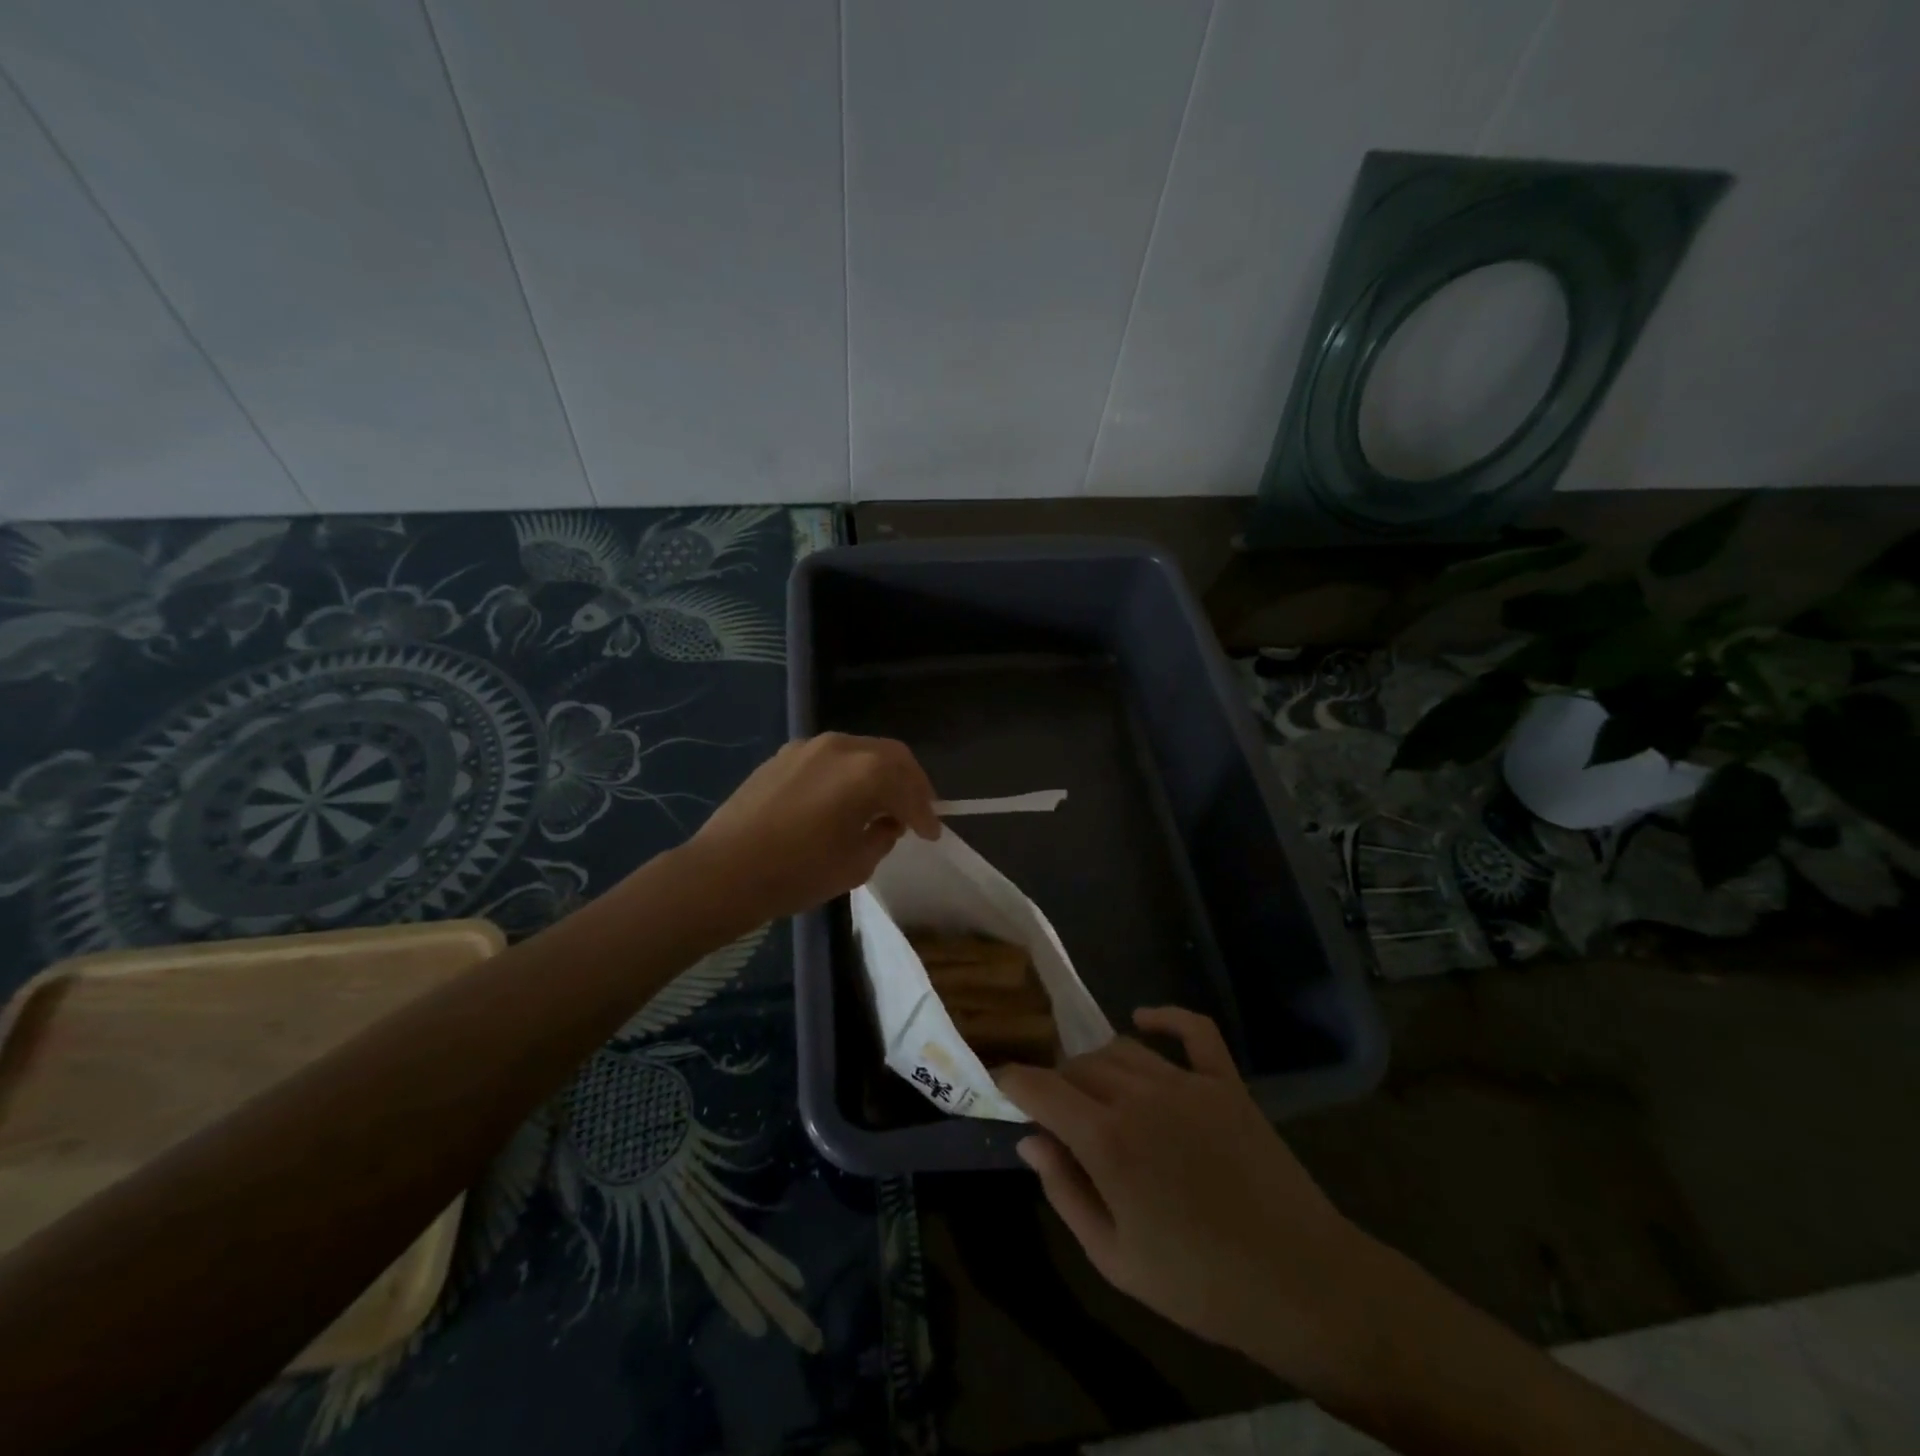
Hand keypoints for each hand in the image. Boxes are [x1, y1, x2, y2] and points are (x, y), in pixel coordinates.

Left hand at [686, 733, 939, 923]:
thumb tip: (886, 823)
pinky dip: (848, 774)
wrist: (724, 871)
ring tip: (880, 805)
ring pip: (860, 752)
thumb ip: (882, 836)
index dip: (925, 814)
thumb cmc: (798, 872)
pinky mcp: (783, 755)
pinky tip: (842, 799)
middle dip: (909, 784)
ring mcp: (809, 746)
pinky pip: (830, 758)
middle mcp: (841, 747)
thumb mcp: (856, 864)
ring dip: (878, 775)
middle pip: (891, 756)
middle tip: (916, 811)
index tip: (932, 834)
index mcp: (867, 772)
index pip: (909, 789)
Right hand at [996, 1008, 1370, 1383]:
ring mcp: (1188, 1083)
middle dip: (1056, 1082)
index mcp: (1108, 1140)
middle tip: (1056, 1112)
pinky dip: (1166, 1017)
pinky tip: (1145, 1018)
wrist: (1299, 1283)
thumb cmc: (1199, 1283)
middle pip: (1080, 1066)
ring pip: (1123, 1049)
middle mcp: (1141, 1096)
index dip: (1013, 1080)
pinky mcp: (1227, 1082)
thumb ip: (1065, 1192)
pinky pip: (1193, 1030)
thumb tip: (1030, 1141)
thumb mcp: (1114, 1258)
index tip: (997, 1080)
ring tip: (1094, 1090)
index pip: (1041, 1088)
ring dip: (1098, 1063)